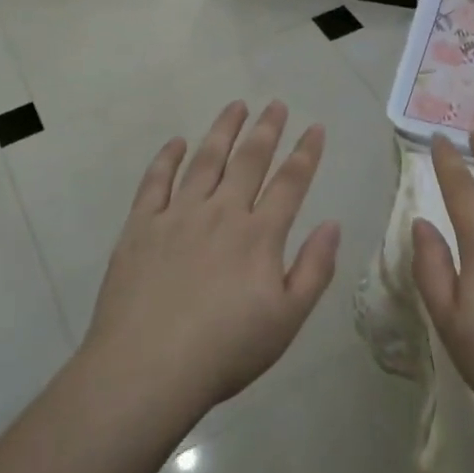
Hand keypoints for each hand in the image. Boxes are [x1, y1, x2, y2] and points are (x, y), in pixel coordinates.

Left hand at [83, 100, 340, 415]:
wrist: (147, 369)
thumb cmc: (226, 350)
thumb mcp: (287, 319)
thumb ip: (314, 269)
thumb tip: (332, 224)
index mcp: (259, 235)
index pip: (290, 182)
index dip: (306, 152)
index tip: (315, 127)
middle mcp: (221, 213)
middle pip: (249, 160)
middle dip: (266, 129)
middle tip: (276, 104)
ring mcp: (177, 216)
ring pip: (205, 160)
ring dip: (223, 130)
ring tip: (236, 106)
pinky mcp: (140, 227)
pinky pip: (155, 182)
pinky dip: (167, 158)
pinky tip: (176, 142)